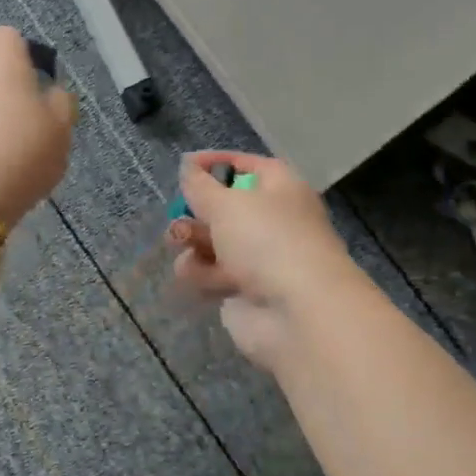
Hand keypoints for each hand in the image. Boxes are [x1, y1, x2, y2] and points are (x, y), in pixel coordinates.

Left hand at [0, 26, 76, 226]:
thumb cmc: (21, 151)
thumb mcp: (61, 128)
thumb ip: (60, 103)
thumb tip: (50, 93)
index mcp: (0, 52)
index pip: (13, 40)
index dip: (28, 62)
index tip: (41, 93)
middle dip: (2, 86)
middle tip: (24, 121)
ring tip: (7, 150)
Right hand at [165, 152, 360, 370]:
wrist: (297, 312)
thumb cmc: (267, 241)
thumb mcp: (227, 203)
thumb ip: (200, 185)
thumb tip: (188, 165)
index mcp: (281, 188)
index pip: (248, 164)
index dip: (217, 162)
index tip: (185, 166)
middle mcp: (272, 220)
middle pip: (224, 208)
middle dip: (196, 212)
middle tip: (179, 217)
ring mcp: (259, 258)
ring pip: (213, 242)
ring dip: (192, 242)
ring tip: (182, 246)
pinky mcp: (245, 291)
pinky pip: (212, 274)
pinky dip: (201, 274)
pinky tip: (198, 278)